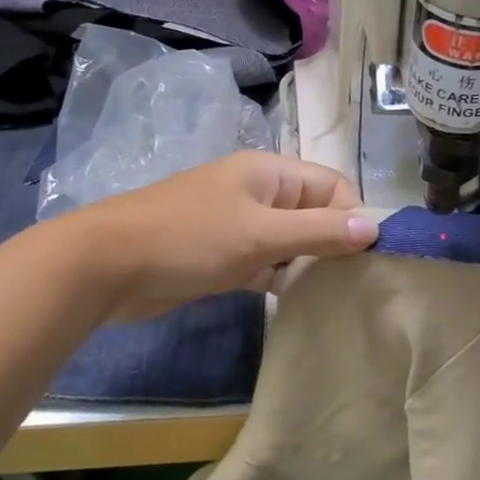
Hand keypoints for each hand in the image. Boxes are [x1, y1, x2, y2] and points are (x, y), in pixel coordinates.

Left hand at [83, 152, 377, 322]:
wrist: (105, 267)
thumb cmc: (189, 239)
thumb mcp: (260, 234)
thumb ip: (318, 231)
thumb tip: (374, 229)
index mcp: (270, 173)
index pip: (332, 186)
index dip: (352, 217)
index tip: (364, 260)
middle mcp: (258, 194)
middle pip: (314, 214)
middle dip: (333, 245)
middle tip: (352, 286)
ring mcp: (238, 226)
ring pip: (290, 242)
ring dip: (308, 266)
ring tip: (332, 299)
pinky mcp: (222, 257)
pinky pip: (266, 264)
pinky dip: (280, 280)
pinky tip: (296, 306)